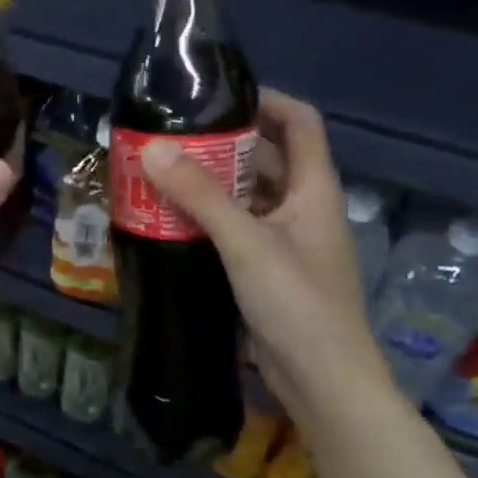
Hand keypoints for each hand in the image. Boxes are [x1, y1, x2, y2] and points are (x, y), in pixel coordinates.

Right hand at [140, 89, 390, 421]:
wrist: (324, 382)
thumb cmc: (297, 303)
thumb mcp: (246, 243)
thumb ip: (200, 196)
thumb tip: (153, 149)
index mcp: (314, 190)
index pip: (300, 123)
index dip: (267, 100)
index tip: (218, 96)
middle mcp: (304, 209)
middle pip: (267, 159)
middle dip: (223, 145)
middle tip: (172, 138)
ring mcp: (287, 242)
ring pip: (248, 197)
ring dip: (211, 185)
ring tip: (162, 174)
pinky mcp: (268, 272)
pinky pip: (237, 231)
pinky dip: (209, 220)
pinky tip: (173, 223)